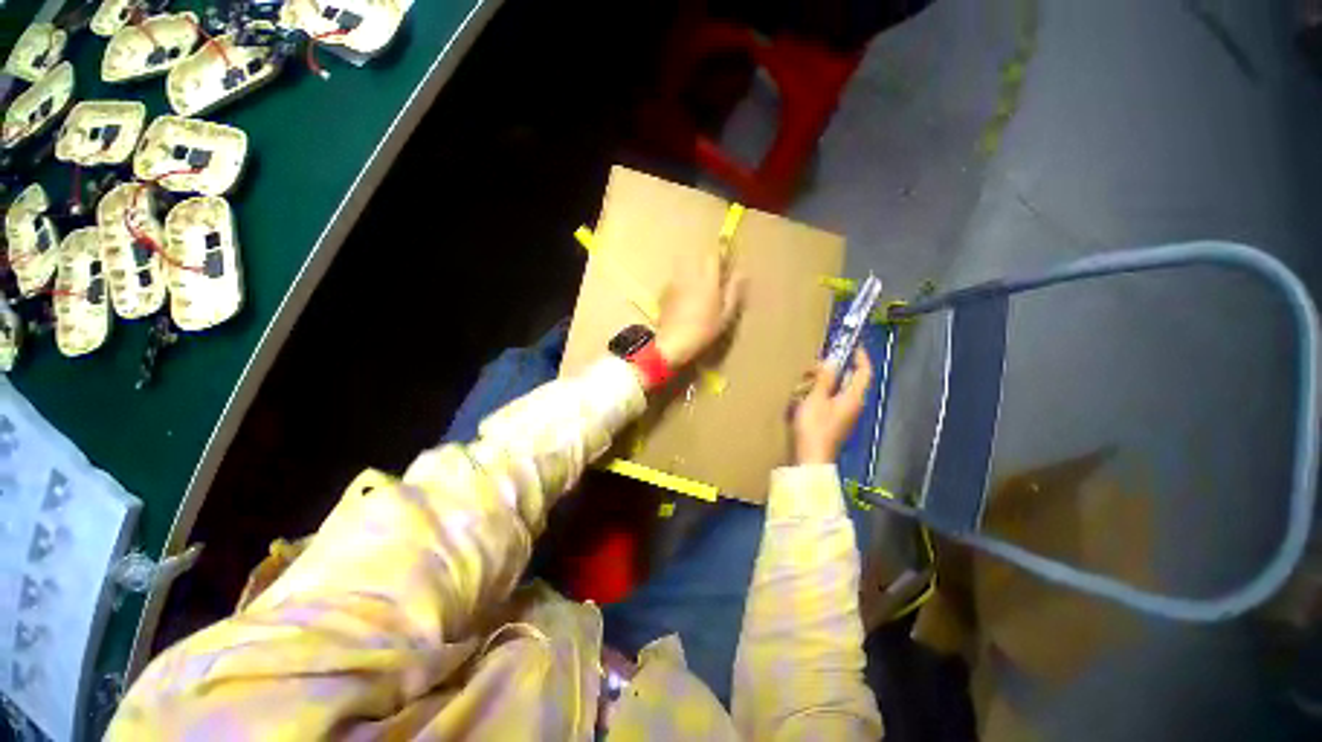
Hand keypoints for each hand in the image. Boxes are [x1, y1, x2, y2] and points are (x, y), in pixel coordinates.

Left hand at [654, 250, 744, 368]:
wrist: (673, 342)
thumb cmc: (703, 331)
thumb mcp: (725, 315)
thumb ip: (733, 292)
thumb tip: (742, 273)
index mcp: (707, 281)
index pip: (713, 257)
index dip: (719, 258)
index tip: (725, 265)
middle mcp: (690, 277)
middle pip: (697, 259)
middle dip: (705, 264)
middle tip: (712, 277)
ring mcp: (675, 284)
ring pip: (684, 268)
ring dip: (692, 271)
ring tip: (698, 287)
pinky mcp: (665, 293)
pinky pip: (675, 281)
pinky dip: (681, 284)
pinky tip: (683, 298)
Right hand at [792, 350, 873, 464]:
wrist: (811, 458)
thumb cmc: (814, 427)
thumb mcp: (816, 399)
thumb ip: (824, 379)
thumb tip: (831, 362)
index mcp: (853, 397)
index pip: (864, 372)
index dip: (861, 356)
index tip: (852, 345)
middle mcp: (853, 405)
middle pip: (849, 380)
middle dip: (833, 370)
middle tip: (814, 366)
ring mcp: (844, 415)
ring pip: (837, 390)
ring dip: (823, 382)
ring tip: (804, 382)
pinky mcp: (834, 422)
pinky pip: (830, 401)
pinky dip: (819, 394)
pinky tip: (803, 397)